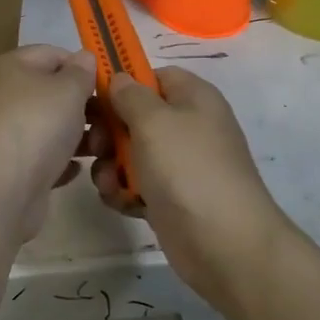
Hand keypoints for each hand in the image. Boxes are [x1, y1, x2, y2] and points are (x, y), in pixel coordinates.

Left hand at [0, 44, 96, 242]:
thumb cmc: (35, 125)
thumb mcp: (68, 89)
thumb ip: (81, 72)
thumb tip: (83, 58)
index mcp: (7, 67)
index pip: (50, 54)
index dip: (81, 66)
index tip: (108, 86)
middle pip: (49, 93)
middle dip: (84, 107)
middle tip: (110, 122)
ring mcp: (0, 134)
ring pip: (47, 128)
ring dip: (77, 137)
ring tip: (101, 149)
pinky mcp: (5, 168)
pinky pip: (39, 158)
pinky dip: (58, 162)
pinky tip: (75, 170)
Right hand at [90, 67, 290, 309]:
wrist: (224, 243)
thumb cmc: (187, 169)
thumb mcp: (153, 121)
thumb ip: (130, 94)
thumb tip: (120, 79)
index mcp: (193, 98)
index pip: (154, 76)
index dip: (125, 83)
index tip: (96, 99)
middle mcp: (188, 127)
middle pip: (136, 116)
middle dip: (109, 131)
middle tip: (97, 147)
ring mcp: (180, 165)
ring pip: (131, 153)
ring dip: (112, 166)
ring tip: (111, 182)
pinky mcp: (170, 198)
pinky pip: (137, 184)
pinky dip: (125, 192)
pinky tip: (122, 203)